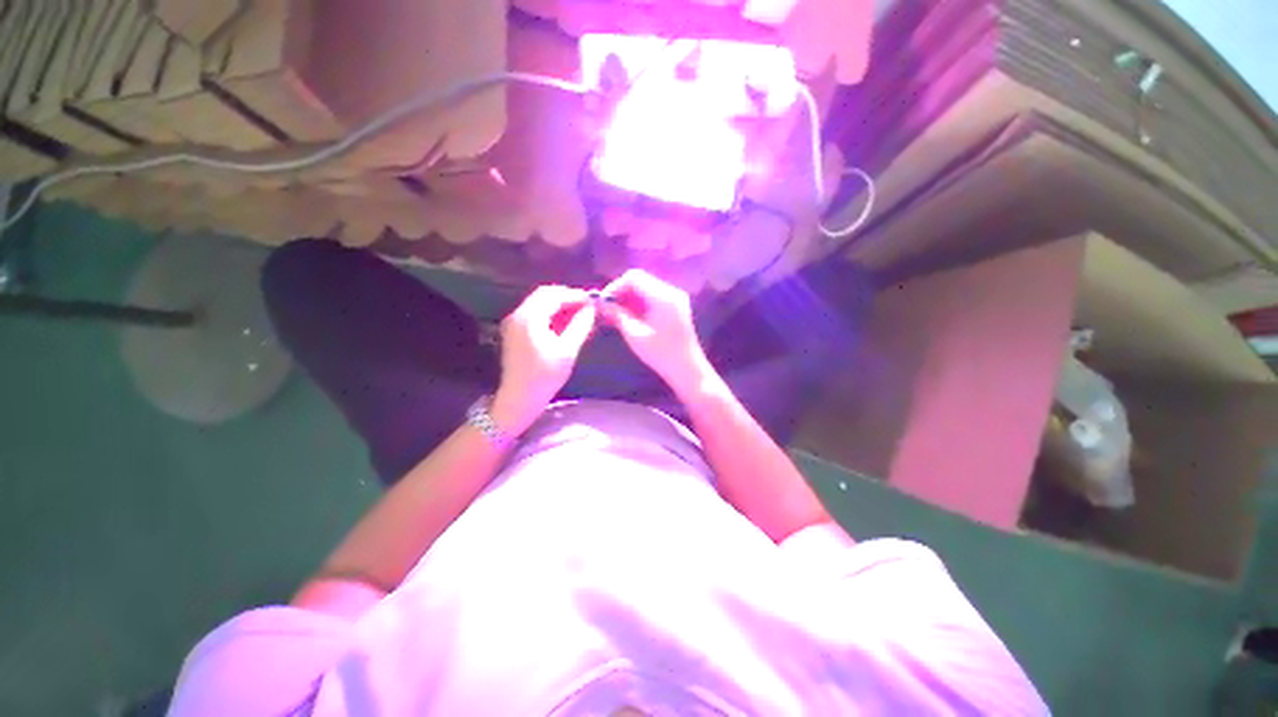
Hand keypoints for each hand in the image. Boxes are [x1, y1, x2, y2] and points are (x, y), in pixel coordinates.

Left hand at [493, 286, 595, 434]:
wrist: (519, 399)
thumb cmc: (545, 376)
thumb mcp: (568, 350)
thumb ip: (580, 325)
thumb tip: (591, 308)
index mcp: (530, 317)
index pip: (554, 295)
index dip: (575, 295)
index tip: (593, 301)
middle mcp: (518, 314)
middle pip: (545, 295)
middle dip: (568, 298)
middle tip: (588, 307)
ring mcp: (514, 322)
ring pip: (540, 303)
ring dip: (560, 306)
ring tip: (580, 315)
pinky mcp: (515, 331)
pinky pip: (535, 314)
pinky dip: (551, 314)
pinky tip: (565, 324)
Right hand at [600, 269, 713, 396]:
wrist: (687, 370)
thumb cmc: (660, 354)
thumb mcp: (634, 334)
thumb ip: (617, 314)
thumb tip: (600, 303)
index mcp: (663, 296)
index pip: (634, 277)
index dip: (615, 286)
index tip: (603, 302)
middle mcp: (671, 292)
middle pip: (640, 281)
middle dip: (621, 293)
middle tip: (607, 310)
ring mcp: (675, 299)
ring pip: (645, 289)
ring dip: (629, 299)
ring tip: (615, 316)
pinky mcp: (675, 307)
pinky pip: (653, 298)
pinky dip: (639, 305)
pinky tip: (629, 318)